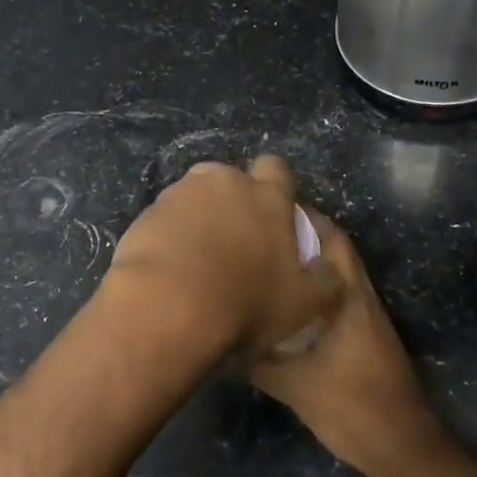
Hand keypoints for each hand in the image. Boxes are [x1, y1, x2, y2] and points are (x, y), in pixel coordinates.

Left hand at [104, 156, 342, 360]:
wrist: (166, 307)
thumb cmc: (245, 303)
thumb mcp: (302, 304)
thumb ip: (325, 280)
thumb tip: (330, 269)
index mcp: (266, 195)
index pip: (276, 168)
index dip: (277, 187)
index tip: (274, 214)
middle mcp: (223, 182)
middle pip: (231, 179)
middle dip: (233, 200)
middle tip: (235, 240)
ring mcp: (180, 194)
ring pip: (195, 195)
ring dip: (199, 216)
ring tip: (197, 257)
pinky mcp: (146, 213)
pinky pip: (165, 218)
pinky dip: (170, 234)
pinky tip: (170, 266)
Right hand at [247, 212, 446, 476]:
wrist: (403, 445)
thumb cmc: (352, 408)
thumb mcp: (294, 386)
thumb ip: (258, 360)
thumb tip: (224, 338)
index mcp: (348, 298)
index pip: (330, 239)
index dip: (302, 219)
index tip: (266, 211)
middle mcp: (360, 297)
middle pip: (335, 250)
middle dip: (302, 235)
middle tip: (261, 233)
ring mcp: (366, 316)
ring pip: (336, 273)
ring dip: (308, 261)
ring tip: (267, 259)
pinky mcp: (366, 334)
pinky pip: (336, 295)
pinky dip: (314, 288)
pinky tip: (286, 302)